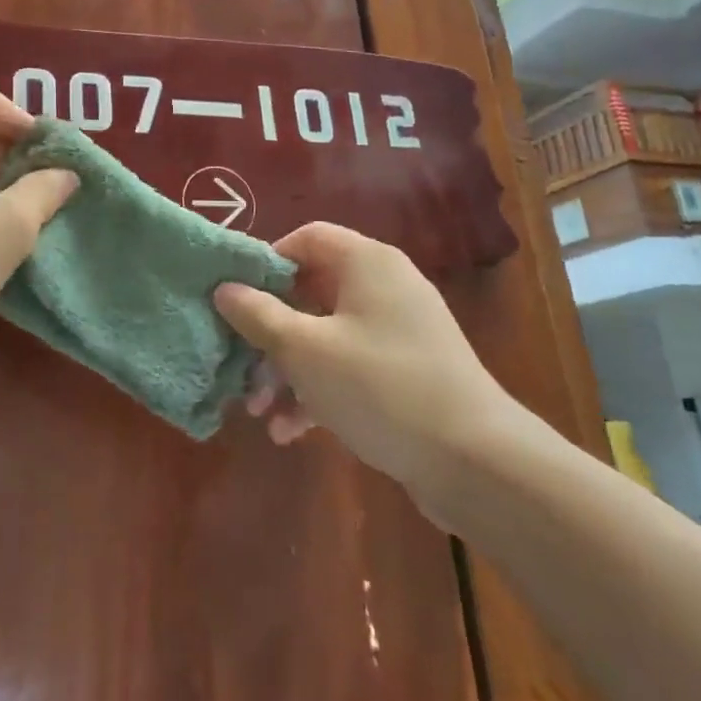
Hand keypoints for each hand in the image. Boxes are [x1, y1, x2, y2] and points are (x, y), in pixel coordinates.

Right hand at [214, 223, 528, 502]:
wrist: (476, 462)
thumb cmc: (380, 387)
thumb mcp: (305, 350)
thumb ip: (258, 315)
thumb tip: (224, 288)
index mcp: (366, 263)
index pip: (306, 238)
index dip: (266, 263)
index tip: (236, 299)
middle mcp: (385, 286)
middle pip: (311, 292)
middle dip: (270, 334)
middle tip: (241, 367)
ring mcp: (399, 331)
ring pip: (327, 336)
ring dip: (289, 371)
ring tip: (261, 412)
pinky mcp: (407, 372)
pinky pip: (351, 367)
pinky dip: (320, 391)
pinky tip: (292, 432)